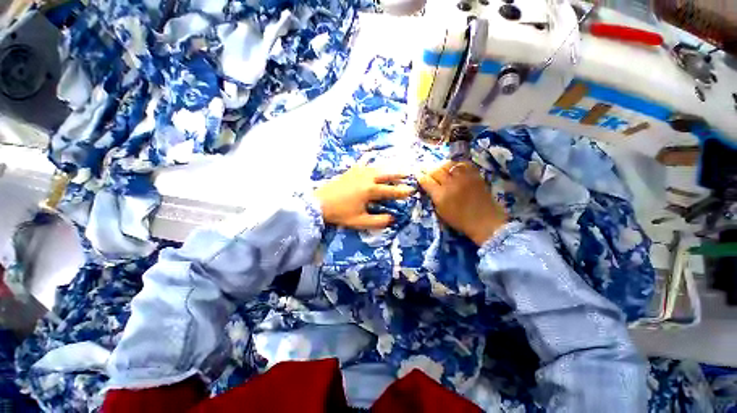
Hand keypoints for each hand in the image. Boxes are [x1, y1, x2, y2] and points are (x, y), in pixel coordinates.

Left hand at [314, 164, 414, 229]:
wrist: (319, 203)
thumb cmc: (340, 213)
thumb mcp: (360, 221)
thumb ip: (378, 221)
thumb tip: (393, 219)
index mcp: (370, 191)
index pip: (391, 191)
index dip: (403, 191)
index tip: (413, 190)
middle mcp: (367, 178)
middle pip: (387, 174)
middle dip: (399, 174)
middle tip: (409, 173)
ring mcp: (358, 171)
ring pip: (378, 166)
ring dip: (389, 166)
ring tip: (397, 166)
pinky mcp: (351, 169)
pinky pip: (363, 161)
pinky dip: (370, 158)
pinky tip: (373, 155)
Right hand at [418, 161, 507, 245]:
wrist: (484, 220)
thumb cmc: (460, 220)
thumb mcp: (441, 212)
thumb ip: (434, 198)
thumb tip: (429, 187)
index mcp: (440, 195)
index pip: (426, 181)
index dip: (421, 177)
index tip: (419, 176)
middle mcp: (450, 184)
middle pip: (435, 170)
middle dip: (429, 171)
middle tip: (428, 172)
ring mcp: (463, 178)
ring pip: (448, 164)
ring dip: (442, 167)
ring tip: (441, 170)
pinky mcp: (474, 175)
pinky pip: (462, 164)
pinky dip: (456, 165)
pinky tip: (455, 169)